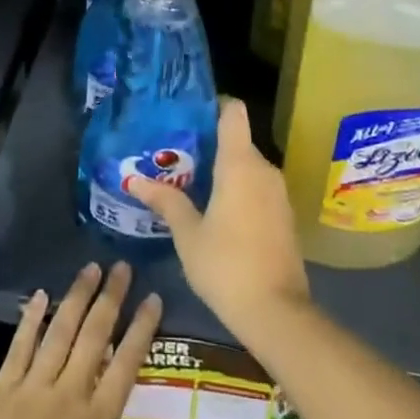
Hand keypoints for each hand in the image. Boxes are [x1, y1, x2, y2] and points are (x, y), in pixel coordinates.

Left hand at [0, 262, 164, 418]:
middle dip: (111, 297)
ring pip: (59, 331)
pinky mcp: (1, 392)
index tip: (153, 298)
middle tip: (122, 266)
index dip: (142, 328)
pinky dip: (31, 318)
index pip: (126, 364)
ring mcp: (31, 390)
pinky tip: (40, 294)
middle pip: (94, 335)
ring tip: (90, 268)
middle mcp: (67, 397)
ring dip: (76, 296)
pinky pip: (19, 347)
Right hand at [128, 98, 310, 344]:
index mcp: (239, 163)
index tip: (190, 115)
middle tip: (177, 156)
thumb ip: (166, 202)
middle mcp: (263, 168)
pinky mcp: (285, 215)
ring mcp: (278, 192)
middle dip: (210, 145)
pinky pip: (258, 187)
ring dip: (224, 170)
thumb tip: (135, 180)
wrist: (277, 313)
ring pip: (248, 166)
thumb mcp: (188, 235)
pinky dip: (239, 190)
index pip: (233, 111)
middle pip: (237, 140)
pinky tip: (217, 210)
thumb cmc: (226, 265)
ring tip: (191, 182)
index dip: (214, 105)